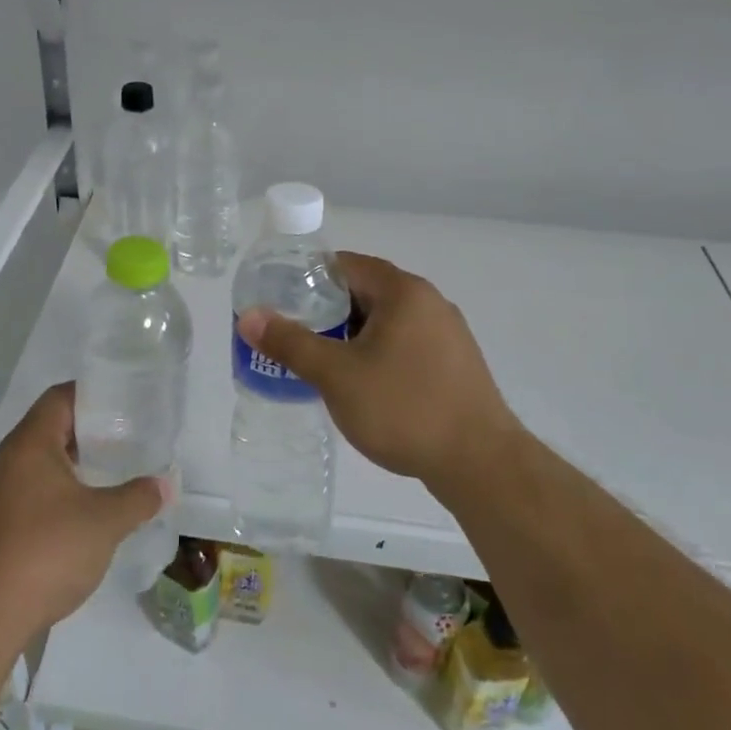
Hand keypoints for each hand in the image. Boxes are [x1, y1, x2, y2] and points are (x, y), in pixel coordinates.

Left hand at [0, 383, 164, 636]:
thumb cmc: (47, 550)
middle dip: (89, 430)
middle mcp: (9, 458)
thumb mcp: (105, 522)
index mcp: (31, 442)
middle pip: (51, 426)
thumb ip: (138, 498)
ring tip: (111, 470)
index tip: (125, 402)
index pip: (61, 397)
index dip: (93, 395)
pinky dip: (60, 488)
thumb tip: (166, 485)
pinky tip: (85, 508)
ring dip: (75, 462)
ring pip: (42, 460)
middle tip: (127, 436)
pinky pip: (33, 488)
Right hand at [236, 253, 521, 495]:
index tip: (281, 299)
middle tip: (295, 333)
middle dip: (328, 310)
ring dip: (353, 334)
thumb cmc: (404, 408)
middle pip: (366, 291)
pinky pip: (406, 343)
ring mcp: (448, 333)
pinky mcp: (455, 363)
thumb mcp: (336, 375)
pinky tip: (363, 384)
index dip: (309, 277)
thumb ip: (291, 342)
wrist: (482, 465)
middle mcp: (429, 302)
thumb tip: (248, 316)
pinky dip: (378, 352)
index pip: (346, 264)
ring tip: (322, 361)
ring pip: (386, 321)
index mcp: (403, 291)